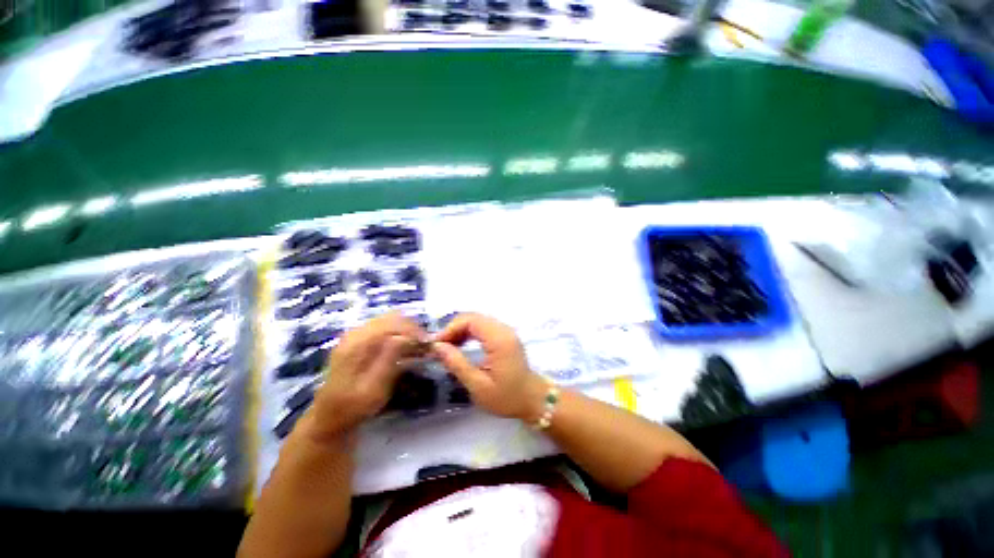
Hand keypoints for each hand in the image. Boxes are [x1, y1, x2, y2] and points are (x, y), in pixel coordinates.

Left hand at [309, 313, 426, 439]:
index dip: (414, 332)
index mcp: (358, 342)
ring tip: (417, 352)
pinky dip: (395, 338)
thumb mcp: (375, 388)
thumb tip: (407, 338)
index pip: (393, 324)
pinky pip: (380, 331)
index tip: (430, 347)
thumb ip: (389, 360)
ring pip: (386, 323)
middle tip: (425, 350)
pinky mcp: (355, 344)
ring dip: (404, 334)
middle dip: (411, 331)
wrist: (331, 415)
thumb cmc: (354, 406)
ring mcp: (353, 337)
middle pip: (390, 319)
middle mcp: (355, 333)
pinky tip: (402, 354)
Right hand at [432, 313, 546, 421]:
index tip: (435, 345)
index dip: (449, 329)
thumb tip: (437, 347)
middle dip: (452, 329)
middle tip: (438, 348)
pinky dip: (469, 334)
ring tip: (446, 349)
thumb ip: (457, 364)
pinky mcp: (506, 339)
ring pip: (477, 321)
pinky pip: (483, 328)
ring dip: (460, 331)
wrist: (534, 401)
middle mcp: (504, 331)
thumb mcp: (478, 386)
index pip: (469, 320)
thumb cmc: (507, 397)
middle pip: (472, 318)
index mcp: (499, 340)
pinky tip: (460, 347)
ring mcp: (507, 333)